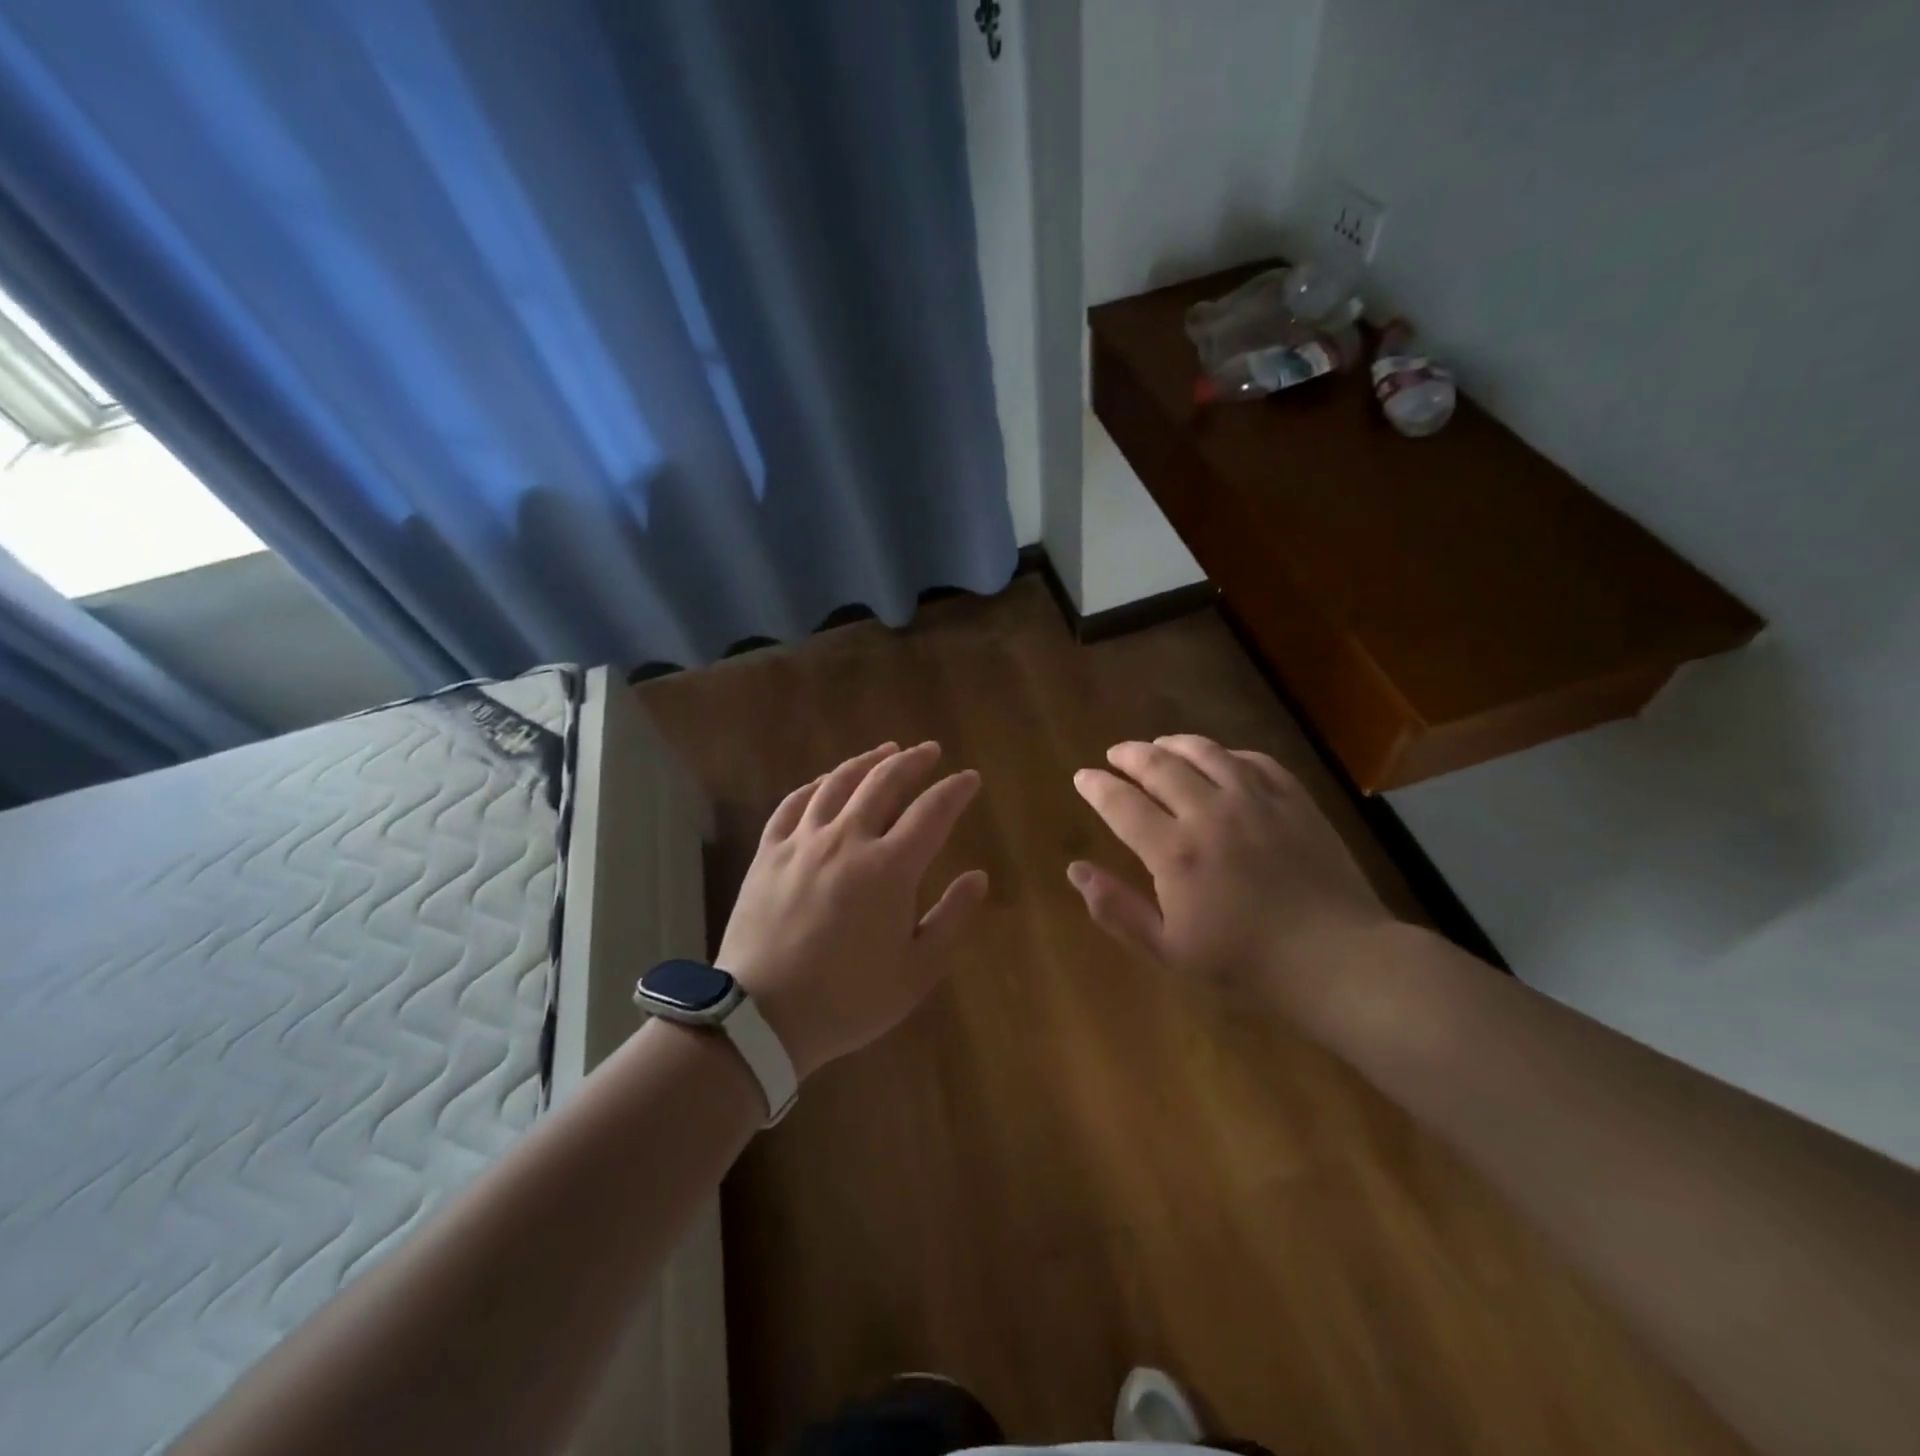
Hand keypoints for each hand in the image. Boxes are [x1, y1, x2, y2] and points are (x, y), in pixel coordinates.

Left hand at [717, 741, 988, 1079]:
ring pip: (837, 783)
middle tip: (929, 750)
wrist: (762, 1017)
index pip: (932, 811)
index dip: (955, 790)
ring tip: (884, 751)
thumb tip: (978, 877)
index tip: (969, 778)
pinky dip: (814, 786)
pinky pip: (792, 804)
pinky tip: (824, 782)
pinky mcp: (769, 853)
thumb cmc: (849, 999)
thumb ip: (951, 918)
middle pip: (884, 782)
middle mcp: (847, 840)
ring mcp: (803, 842)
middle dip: (913, 761)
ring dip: (866, 761)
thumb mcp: (917, 971)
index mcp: (890, 868)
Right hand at [1068, 735, 1397, 1013]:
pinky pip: (1254, 760)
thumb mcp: (1169, 950)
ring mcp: (1256, 800)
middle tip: (1115, 754)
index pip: (1121, 803)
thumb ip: (1117, 908)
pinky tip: (1221, 760)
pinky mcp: (1294, 800)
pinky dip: (1227, 754)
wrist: (1337, 959)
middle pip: (1159, 765)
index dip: (1096, 786)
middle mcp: (1210, 812)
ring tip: (1159, 746)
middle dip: (1129, 755)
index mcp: (1175, 851)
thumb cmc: (1246, 963)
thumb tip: (1075, 870)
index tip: (1083, 777)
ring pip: (1205, 752)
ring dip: (1173, 744)